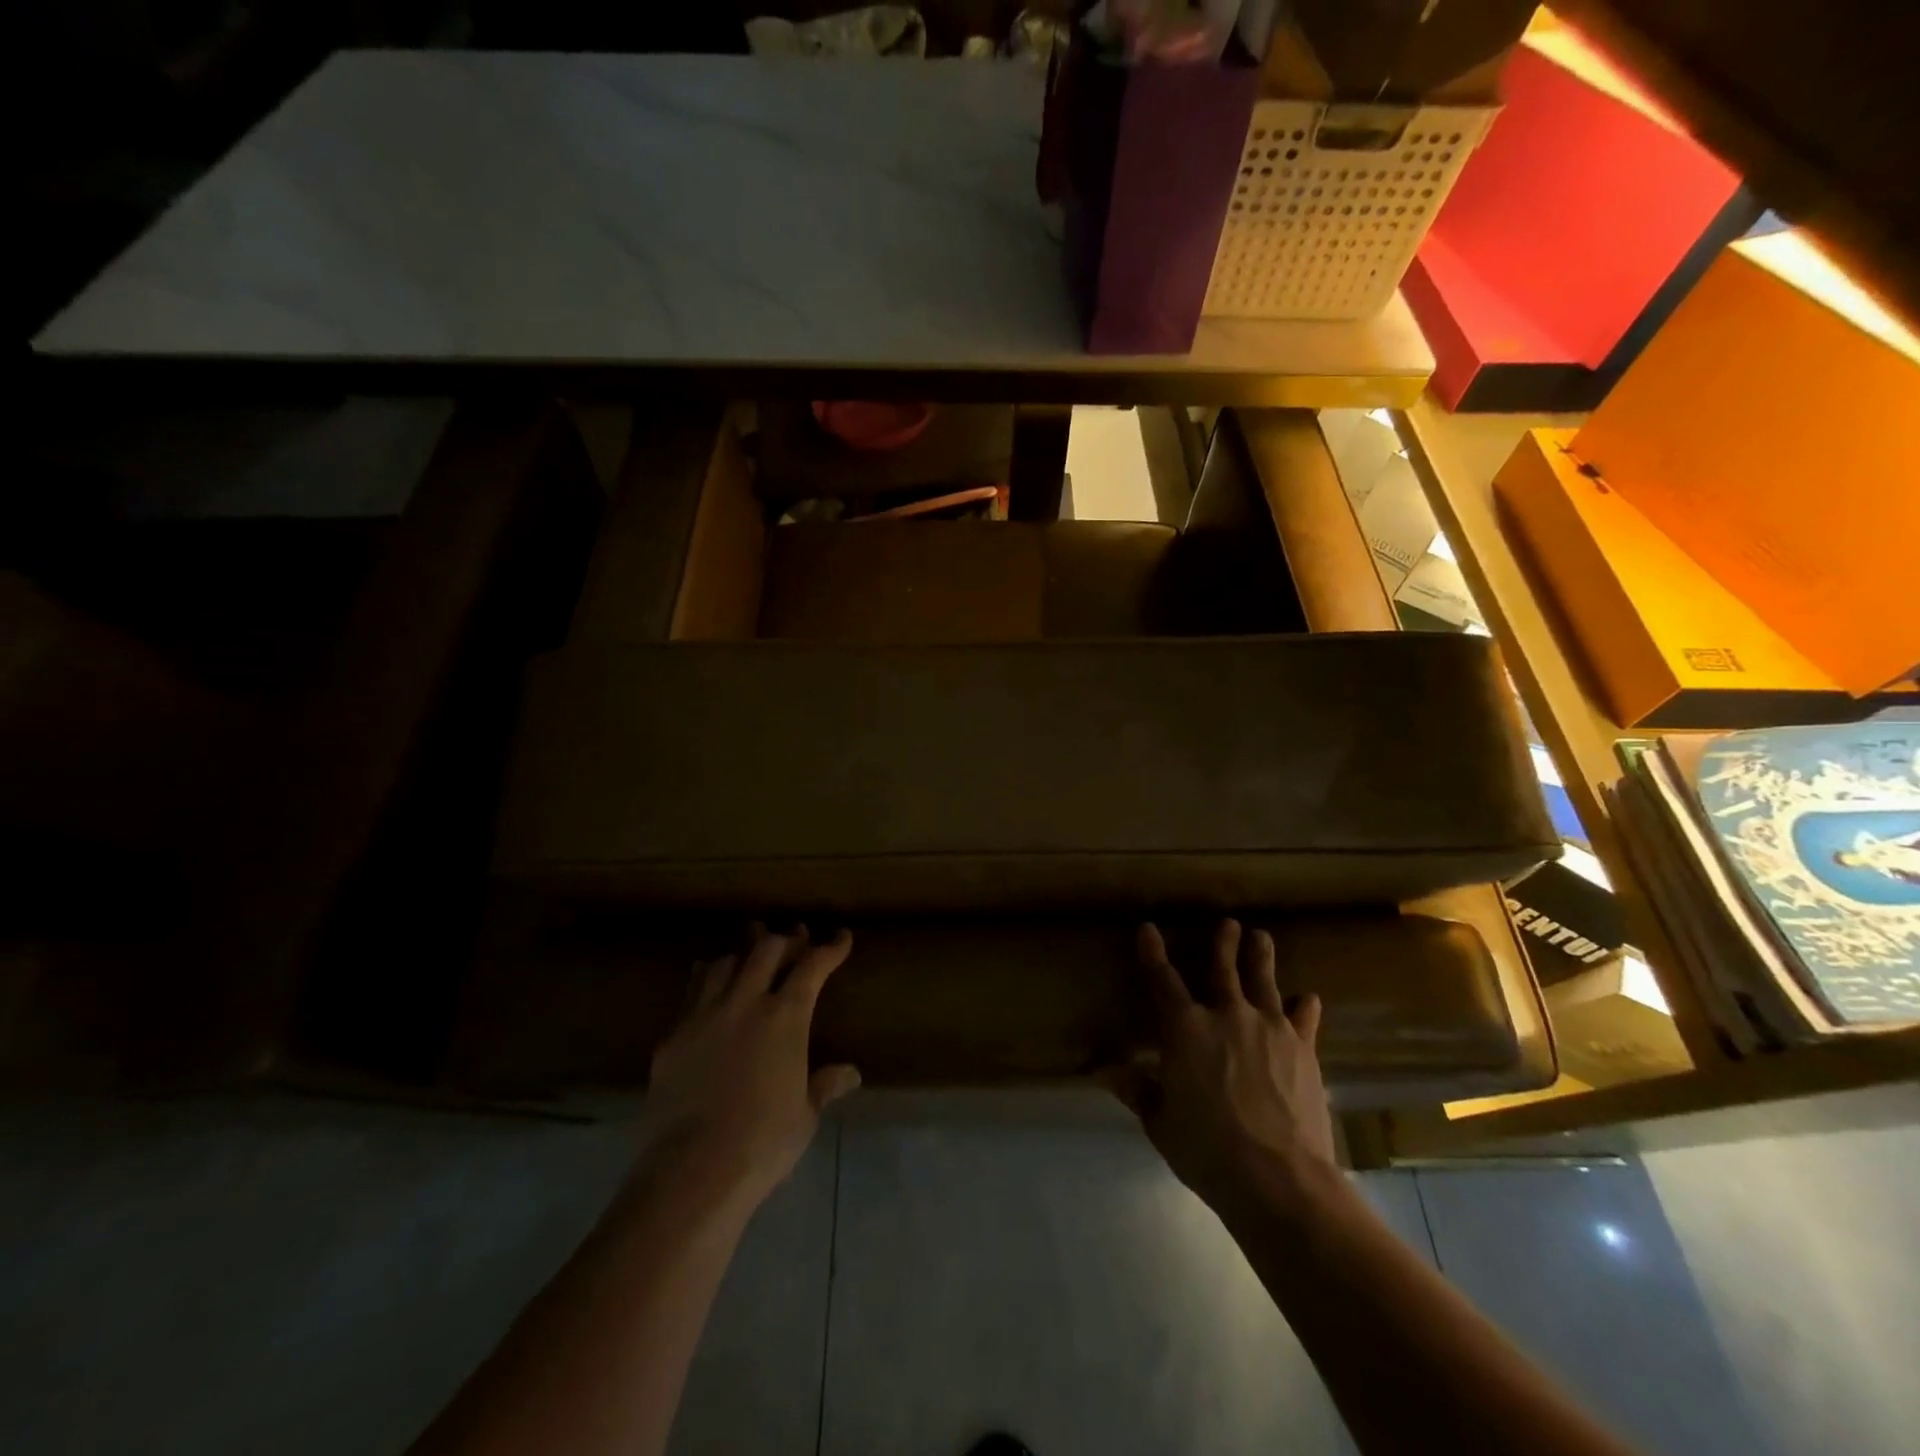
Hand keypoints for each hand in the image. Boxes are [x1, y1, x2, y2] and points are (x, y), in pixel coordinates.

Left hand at [635, 926, 860, 1210]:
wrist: (690, 1171)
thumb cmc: (762, 1143)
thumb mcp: (805, 1115)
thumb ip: (824, 1085)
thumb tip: (850, 1074)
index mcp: (785, 1017)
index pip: (812, 967)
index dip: (831, 949)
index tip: (841, 937)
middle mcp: (745, 1003)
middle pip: (767, 950)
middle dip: (786, 940)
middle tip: (797, 941)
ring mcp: (703, 1016)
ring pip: (725, 963)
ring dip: (744, 955)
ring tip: (752, 959)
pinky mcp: (673, 1036)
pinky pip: (692, 992)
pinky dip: (706, 979)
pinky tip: (708, 986)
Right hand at [1108, 919, 1335, 1214]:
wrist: (1279, 1179)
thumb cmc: (1207, 1150)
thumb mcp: (1160, 1122)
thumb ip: (1136, 1089)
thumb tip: (1102, 1070)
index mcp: (1185, 1028)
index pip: (1162, 980)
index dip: (1152, 952)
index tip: (1148, 929)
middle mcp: (1226, 1015)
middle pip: (1223, 969)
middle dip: (1223, 943)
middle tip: (1228, 923)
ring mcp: (1269, 1028)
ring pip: (1264, 982)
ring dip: (1261, 957)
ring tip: (1262, 936)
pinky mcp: (1303, 1049)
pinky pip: (1303, 1019)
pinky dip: (1304, 1007)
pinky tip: (1308, 998)